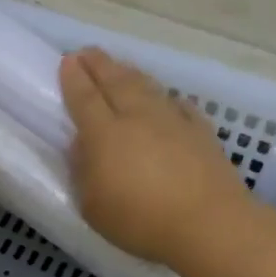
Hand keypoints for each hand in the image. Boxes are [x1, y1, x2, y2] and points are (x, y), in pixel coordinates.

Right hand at [59, 47, 248, 265]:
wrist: (209, 224)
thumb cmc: (141, 221)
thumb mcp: (93, 206)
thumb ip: (83, 172)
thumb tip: (82, 146)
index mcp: (104, 133)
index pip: (84, 97)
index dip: (73, 78)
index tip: (66, 61)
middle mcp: (137, 117)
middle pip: (115, 81)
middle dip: (99, 64)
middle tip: (87, 52)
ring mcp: (172, 121)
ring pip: (147, 86)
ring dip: (130, 73)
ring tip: (119, 66)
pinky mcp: (200, 132)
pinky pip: (178, 105)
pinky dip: (167, 98)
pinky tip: (167, 99)